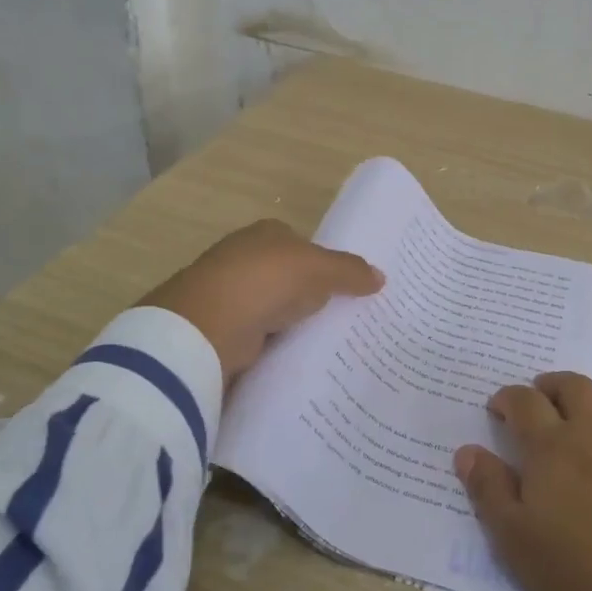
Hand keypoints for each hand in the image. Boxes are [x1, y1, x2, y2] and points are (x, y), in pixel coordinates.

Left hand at [139, 219, 383, 380]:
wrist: (210, 324)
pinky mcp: (221, 328)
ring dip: (289, 321)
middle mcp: (243, 258)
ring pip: (271, 307)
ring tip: (326, 342)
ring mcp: (228, 293)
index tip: (346, 287)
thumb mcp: (320, 270)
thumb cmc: (267, 280)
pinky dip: (273, 343)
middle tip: (343, 317)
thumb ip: (350, 271)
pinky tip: (293, 356)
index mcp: (266, 234)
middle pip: (286, 276)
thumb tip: (381, 277)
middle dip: (307, 294)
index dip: (324, 263)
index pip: (301, 244)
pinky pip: (258, 335)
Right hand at [454, 373, 591, 590]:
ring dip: (583, 394)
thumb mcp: (513, 537)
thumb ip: (488, 488)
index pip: (524, 401)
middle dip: (547, 385)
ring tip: (570, 413)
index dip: (506, 398)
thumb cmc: (574, 568)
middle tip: (534, 400)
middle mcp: (591, 433)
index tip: (496, 409)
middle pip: (572, 386)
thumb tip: (467, 451)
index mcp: (551, 446)